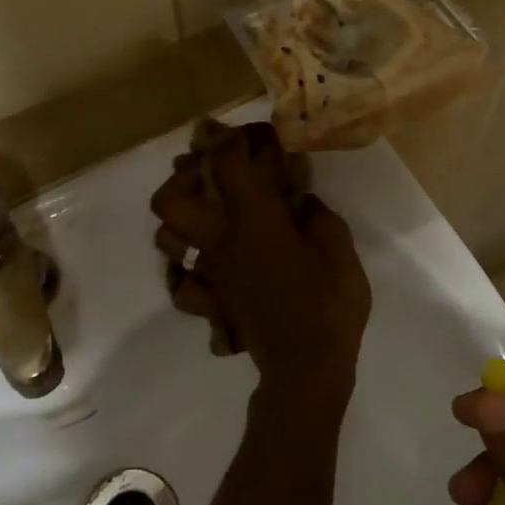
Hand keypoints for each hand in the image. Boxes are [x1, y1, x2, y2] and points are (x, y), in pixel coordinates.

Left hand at [150, 123, 370, 402]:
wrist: (305, 369)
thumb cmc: (327, 303)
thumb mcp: (338, 247)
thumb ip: (316, 214)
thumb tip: (298, 199)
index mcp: (251, 220)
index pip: (226, 164)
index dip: (236, 140)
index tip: (255, 135)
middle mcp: (219, 241)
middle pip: (170, 200)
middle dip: (183, 177)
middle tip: (209, 171)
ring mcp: (208, 273)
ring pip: (166, 239)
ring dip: (180, 219)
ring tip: (205, 211)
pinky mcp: (210, 301)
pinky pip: (181, 283)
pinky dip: (186, 270)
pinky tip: (206, 262)